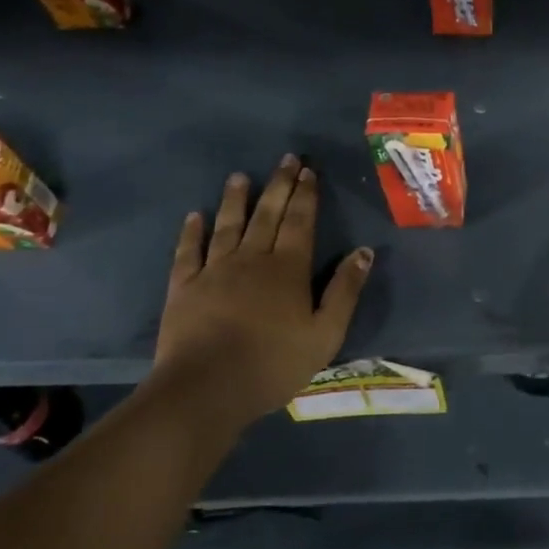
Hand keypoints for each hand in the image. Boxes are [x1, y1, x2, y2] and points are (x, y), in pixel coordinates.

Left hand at [151, 157, 372, 427]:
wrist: (206, 389)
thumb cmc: (274, 363)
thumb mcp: (326, 333)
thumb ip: (345, 291)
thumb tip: (364, 251)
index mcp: (288, 268)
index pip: (300, 221)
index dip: (306, 195)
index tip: (309, 170)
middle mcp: (252, 259)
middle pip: (267, 214)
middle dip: (279, 185)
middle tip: (286, 159)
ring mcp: (214, 271)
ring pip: (227, 225)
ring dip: (235, 199)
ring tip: (240, 176)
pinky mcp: (184, 288)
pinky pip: (188, 252)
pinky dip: (191, 232)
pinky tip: (194, 216)